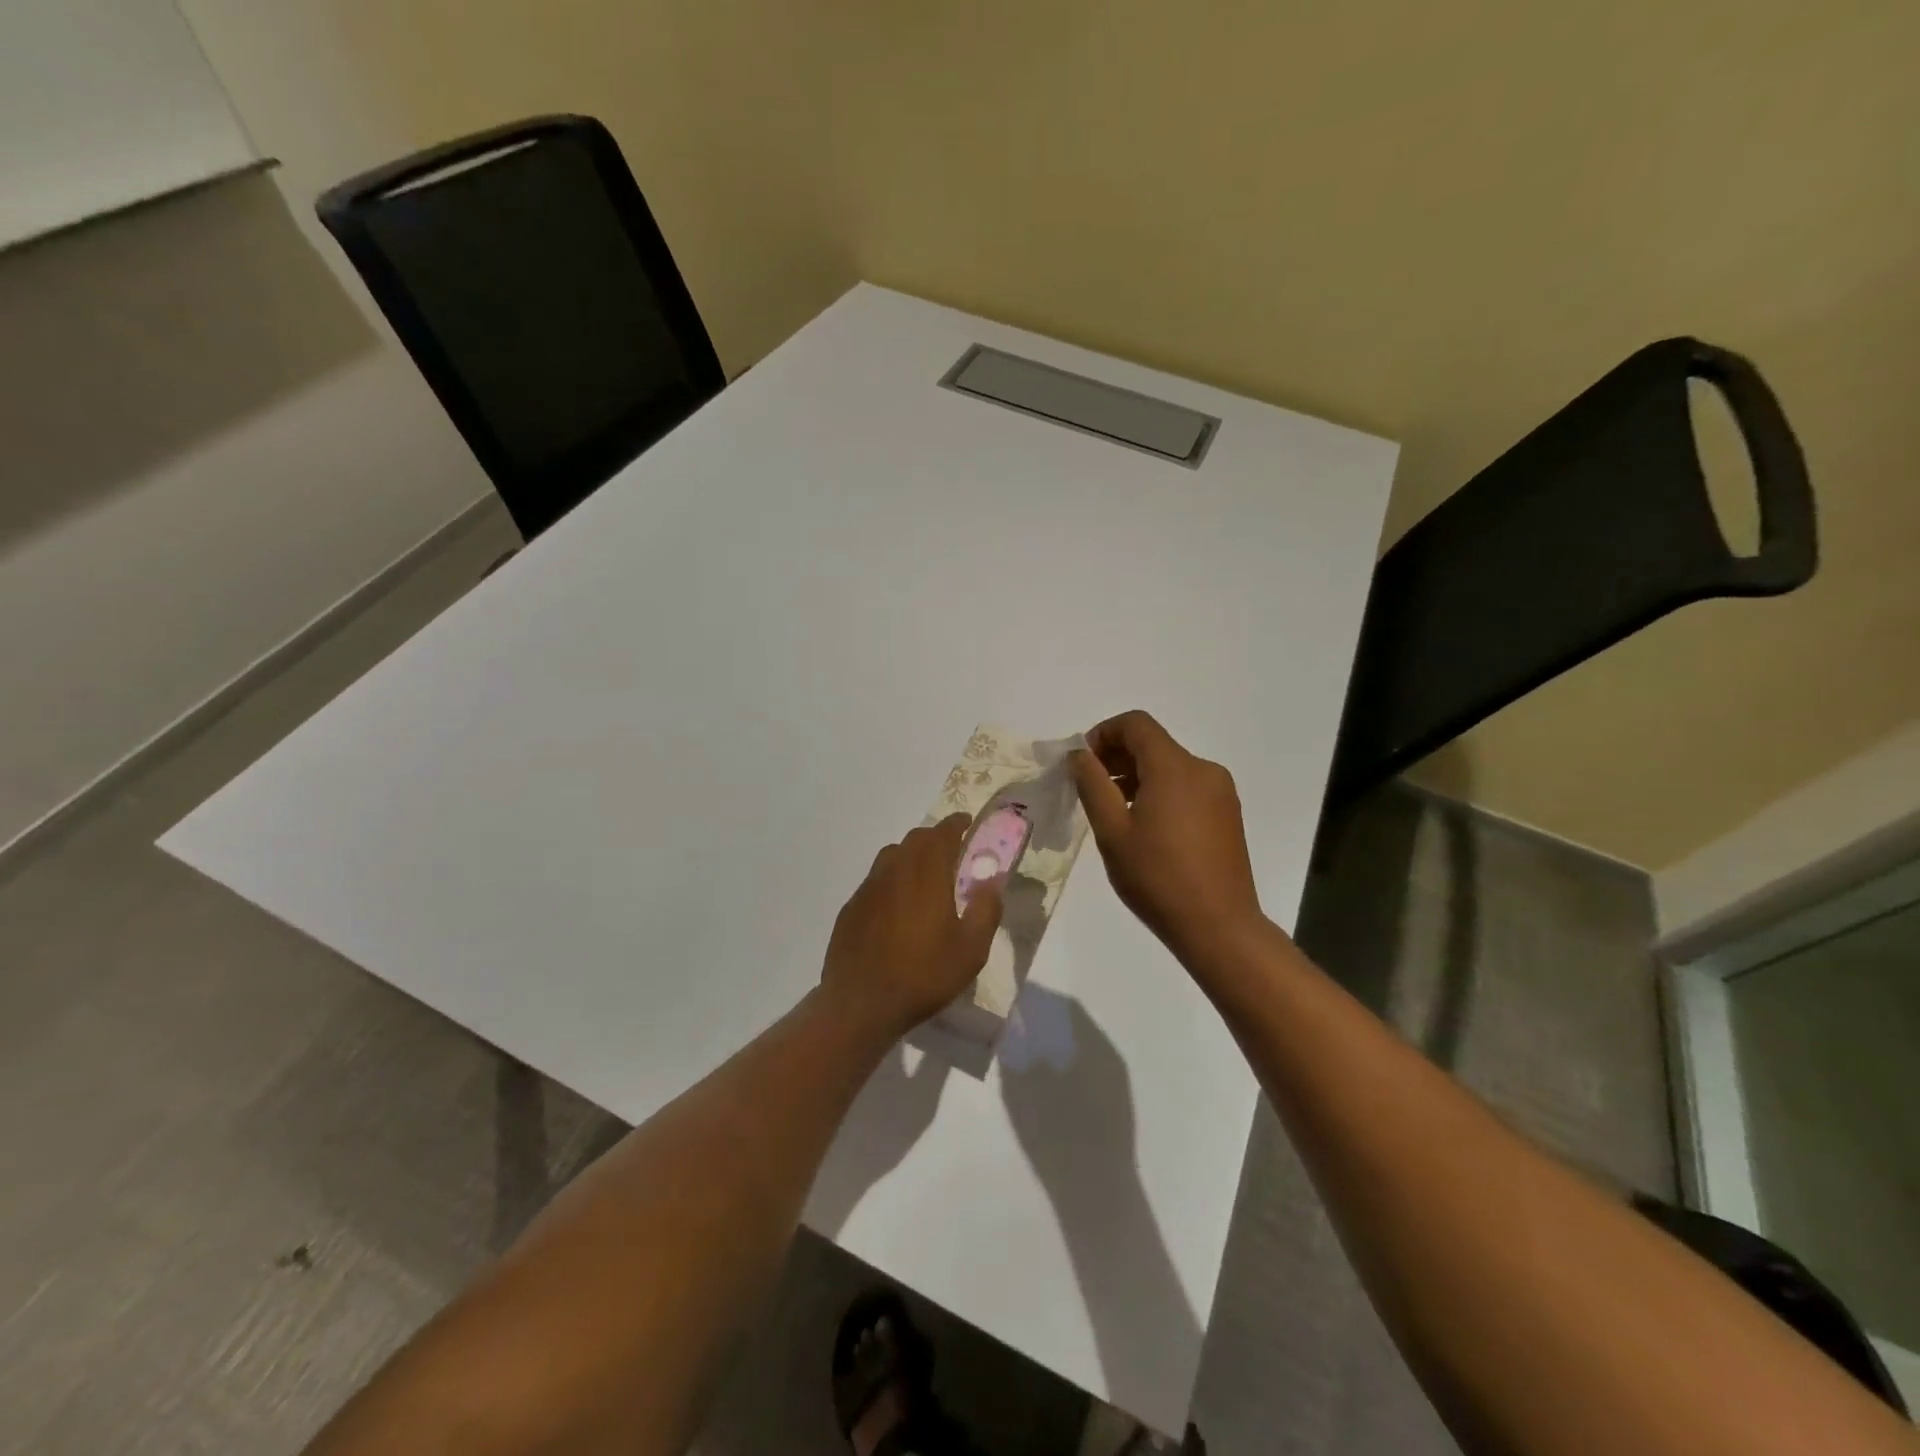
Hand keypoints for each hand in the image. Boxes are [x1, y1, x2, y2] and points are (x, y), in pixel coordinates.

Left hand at [821, 815, 1003, 1038]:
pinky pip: (875, 881)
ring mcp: (868, 888)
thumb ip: (986, 910)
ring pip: (891, 856)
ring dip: (911, 856)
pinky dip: (891, 881)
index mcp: (926, 874)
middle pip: (915, 840)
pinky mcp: (851, 908)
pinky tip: (896, 907)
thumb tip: (992, 881)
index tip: (967, 822)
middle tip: (951, 852)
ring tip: (924, 876)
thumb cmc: (923, 975)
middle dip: (935, 838)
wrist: (860, 1003)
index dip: (956, 824)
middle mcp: (894, 871)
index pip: (942, 834)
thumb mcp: (971, 950)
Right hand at [1070, 710, 1265, 967]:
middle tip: (1090, 788)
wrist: (1219, 927)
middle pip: (1154, 744)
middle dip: (1117, 757)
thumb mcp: (1112, 831)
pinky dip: (1160, 792)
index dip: (1103, 733)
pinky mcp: (1227, 814)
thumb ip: (1092, 784)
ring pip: (1170, 766)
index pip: (1136, 724)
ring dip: (1137, 776)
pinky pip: (1187, 787)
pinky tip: (1145, 827)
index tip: (1083, 762)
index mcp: (1175, 767)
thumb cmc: (1157, 878)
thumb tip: (1080, 754)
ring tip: (1114, 811)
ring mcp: (1220, 792)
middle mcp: (1203, 769)